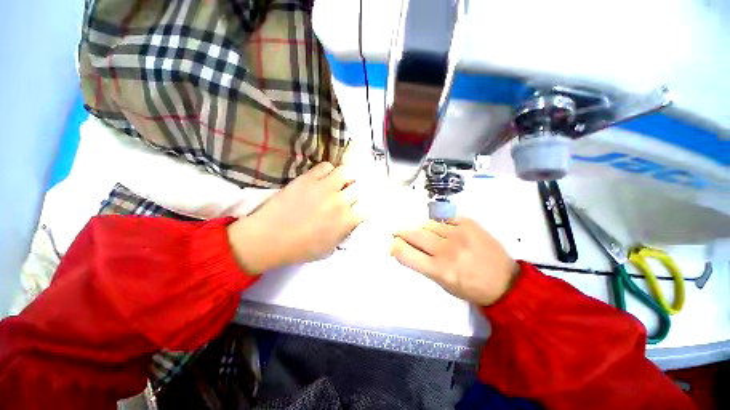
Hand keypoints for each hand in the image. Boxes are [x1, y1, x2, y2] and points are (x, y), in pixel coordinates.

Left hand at [227, 162, 363, 273]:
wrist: (269, 238)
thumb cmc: (299, 249)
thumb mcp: (329, 249)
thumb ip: (344, 233)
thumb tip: (351, 221)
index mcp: (346, 221)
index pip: (367, 207)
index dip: (365, 206)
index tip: (359, 207)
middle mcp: (340, 201)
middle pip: (358, 188)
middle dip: (355, 192)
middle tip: (348, 195)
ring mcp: (324, 187)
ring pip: (346, 171)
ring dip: (345, 177)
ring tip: (338, 182)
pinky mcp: (308, 178)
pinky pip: (326, 166)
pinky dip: (328, 171)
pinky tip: (323, 178)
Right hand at [392, 217, 518, 305]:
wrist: (505, 281)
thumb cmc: (470, 287)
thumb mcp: (443, 283)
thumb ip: (422, 264)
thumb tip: (406, 248)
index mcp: (439, 270)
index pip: (405, 253)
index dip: (395, 246)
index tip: (393, 243)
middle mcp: (447, 250)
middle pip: (414, 234)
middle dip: (401, 232)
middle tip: (398, 232)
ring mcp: (458, 233)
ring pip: (428, 224)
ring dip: (421, 228)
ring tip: (425, 233)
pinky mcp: (469, 223)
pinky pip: (444, 218)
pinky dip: (439, 223)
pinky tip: (443, 229)